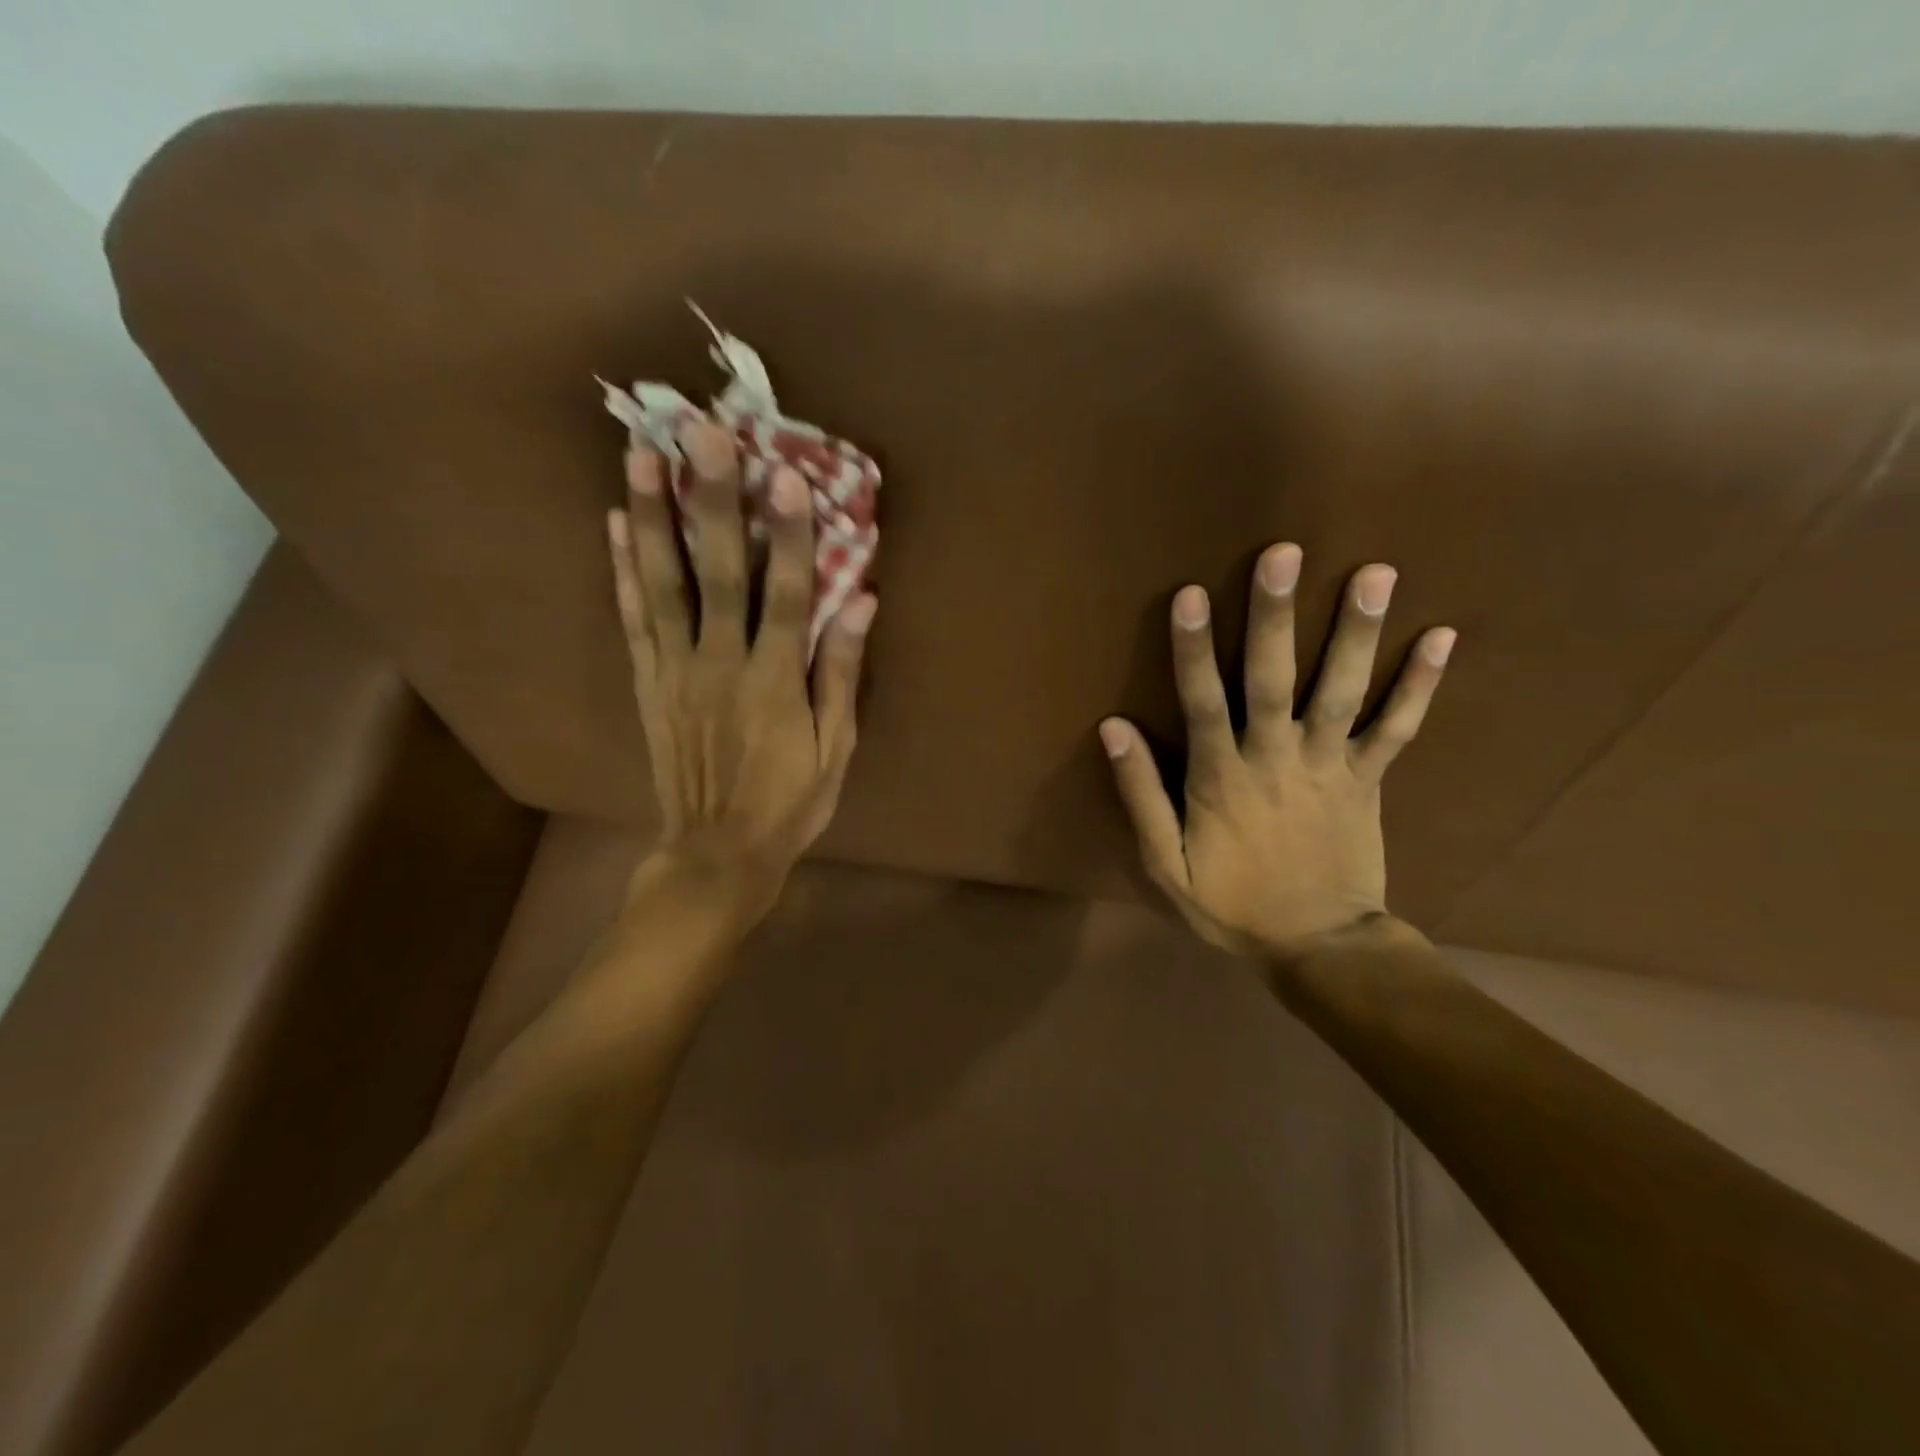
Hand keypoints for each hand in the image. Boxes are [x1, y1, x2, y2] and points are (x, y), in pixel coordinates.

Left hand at [607, 418, 874, 928]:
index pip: (788, 595)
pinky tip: (615, 522)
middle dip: (711, 500)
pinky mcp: (648, 682)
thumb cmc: (790, 803)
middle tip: (700, 434)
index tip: (785, 473)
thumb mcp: (836, 749)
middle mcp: (720, 664)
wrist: (717, 852)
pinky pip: (633, 618)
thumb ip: (842, 673)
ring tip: (640, 455)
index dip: (790, 534)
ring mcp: (675, 670)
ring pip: (662, 584)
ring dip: (651, 518)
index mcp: (775, 682)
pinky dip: (623, 569)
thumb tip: (862, 602)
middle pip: (717, 572)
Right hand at [1100, 546, 1453, 963]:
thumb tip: (1112, 728)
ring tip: (1375, 572)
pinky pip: (1398, 727)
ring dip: (1357, 632)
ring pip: (1343, 691)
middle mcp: (1276, 758)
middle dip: (1276, 616)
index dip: (1194, 647)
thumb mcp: (1166, 863)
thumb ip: (1140, 794)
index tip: (1191, 593)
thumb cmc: (1231, 904)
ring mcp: (1331, 766)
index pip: (1202, 700)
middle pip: (1274, 679)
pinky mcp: (1370, 779)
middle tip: (1284, 553)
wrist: (1318, 947)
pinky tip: (1443, 636)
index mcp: (1221, 777)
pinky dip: (1421, 685)